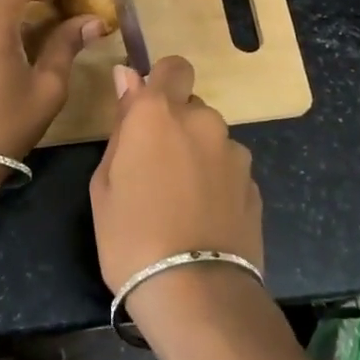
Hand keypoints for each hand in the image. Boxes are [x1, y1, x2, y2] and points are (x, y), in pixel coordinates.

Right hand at [88, 57, 262, 291]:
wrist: (194, 292)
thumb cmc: (130, 234)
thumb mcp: (105, 181)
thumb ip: (122, 123)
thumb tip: (127, 76)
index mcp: (158, 112)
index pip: (172, 67)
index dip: (161, 81)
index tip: (147, 109)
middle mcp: (202, 120)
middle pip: (190, 106)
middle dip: (176, 125)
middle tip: (156, 167)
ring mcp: (233, 152)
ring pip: (211, 138)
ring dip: (198, 154)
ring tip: (183, 200)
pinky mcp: (254, 183)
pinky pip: (229, 168)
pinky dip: (217, 181)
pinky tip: (204, 217)